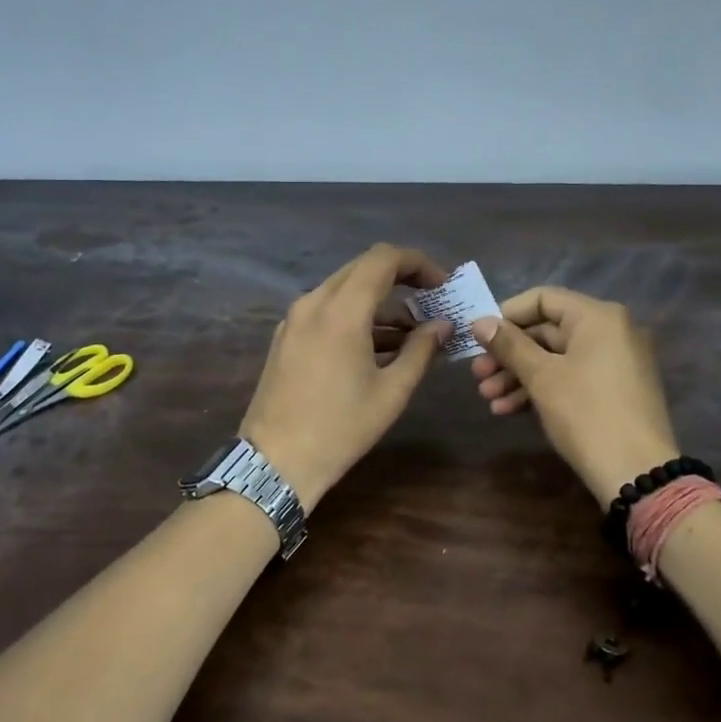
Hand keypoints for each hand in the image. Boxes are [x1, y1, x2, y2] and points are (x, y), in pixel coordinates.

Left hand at [240, 244, 452, 510]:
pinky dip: (356, 316)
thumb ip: (421, 350)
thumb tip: (444, 325)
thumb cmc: (340, 428)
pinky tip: (379, 347)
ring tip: (413, 333)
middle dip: (401, 279)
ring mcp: (295, 318)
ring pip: (344, 289)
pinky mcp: (286, 336)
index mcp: (342, 310)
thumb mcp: (392, 391)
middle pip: (363, 268)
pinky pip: (327, 310)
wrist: (276, 463)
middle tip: (432, 304)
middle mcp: (314, 302)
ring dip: (380, 301)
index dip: (418, 263)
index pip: (383, 258)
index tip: (442, 286)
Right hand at [469, 287, 678, 504]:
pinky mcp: (614, 390)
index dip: (507, 314)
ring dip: (519, 375)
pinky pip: (572, 377)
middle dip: (509, 354)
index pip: (543, 299)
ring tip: (487, 398)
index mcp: (598, 317)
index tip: (479, 337)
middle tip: (477, 375)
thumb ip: (509, 345)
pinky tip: (509, 410)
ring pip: (556, 358)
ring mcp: (616, 362)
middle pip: (548, 330)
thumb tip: (479, 322)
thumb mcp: (541, 377)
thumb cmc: (586, 413)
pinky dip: (542, 388)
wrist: (637, 473)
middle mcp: (611, 331)